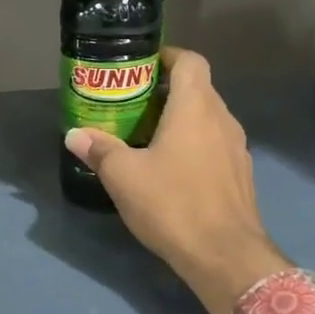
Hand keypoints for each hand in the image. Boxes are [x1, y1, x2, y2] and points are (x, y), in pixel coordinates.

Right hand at [64, 46, 288, 313]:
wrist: (226, 257)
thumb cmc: (173, 204)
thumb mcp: (124, 176)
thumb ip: (99, 150)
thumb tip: (74, 135)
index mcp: (196, 107)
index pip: (190, 61)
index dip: (167, 56)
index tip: (142, 65)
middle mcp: (222, 120)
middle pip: (198, 88)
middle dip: (166, 90)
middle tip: (132, 102)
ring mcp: (236, 149)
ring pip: (207, 118)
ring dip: (181, 119)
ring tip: (147, 134)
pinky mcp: (240, 176)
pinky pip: (215, 145)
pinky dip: (194, 144)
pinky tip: (171, 167)